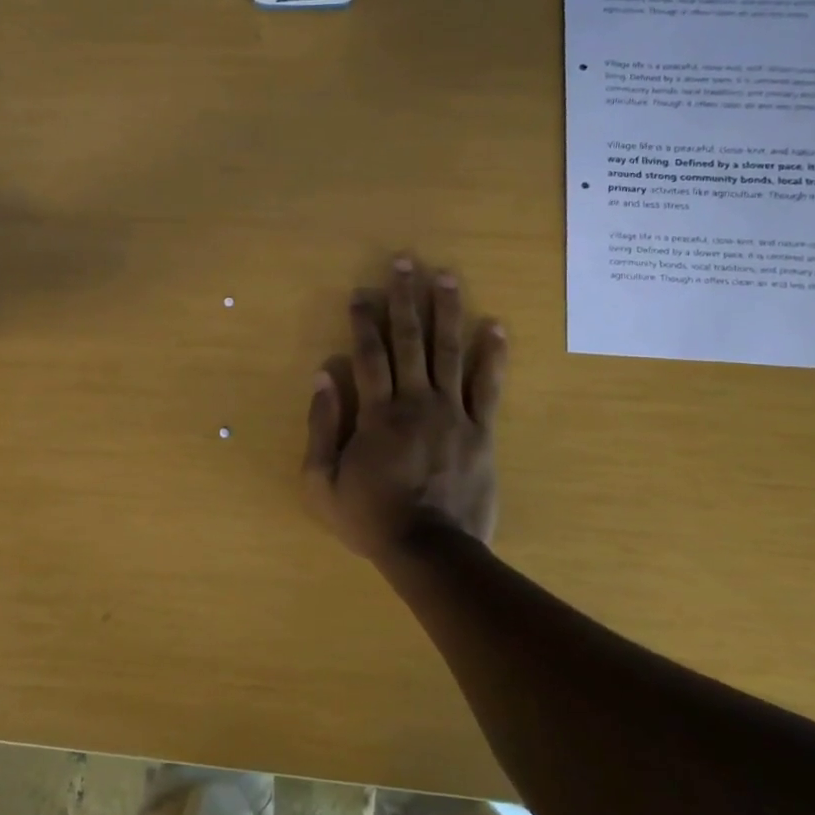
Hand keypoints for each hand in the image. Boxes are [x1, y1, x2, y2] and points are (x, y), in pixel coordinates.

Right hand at [303, 258, 506, 562]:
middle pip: (410, 340)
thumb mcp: (321, 482)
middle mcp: (416, 402)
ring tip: (446, 277)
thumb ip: (320, 426)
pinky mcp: (482, 432)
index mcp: (377, 413)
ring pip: (449, 352)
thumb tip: (322, 376)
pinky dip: (492, 356)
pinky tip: (494, 327)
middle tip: (405, 262)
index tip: (361, 291)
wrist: (431, 552)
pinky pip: (488, 387)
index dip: (363, 320)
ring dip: (447, 311)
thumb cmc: (370, 518)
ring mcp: (453, 414)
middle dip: (405, 299)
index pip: (369, 354)